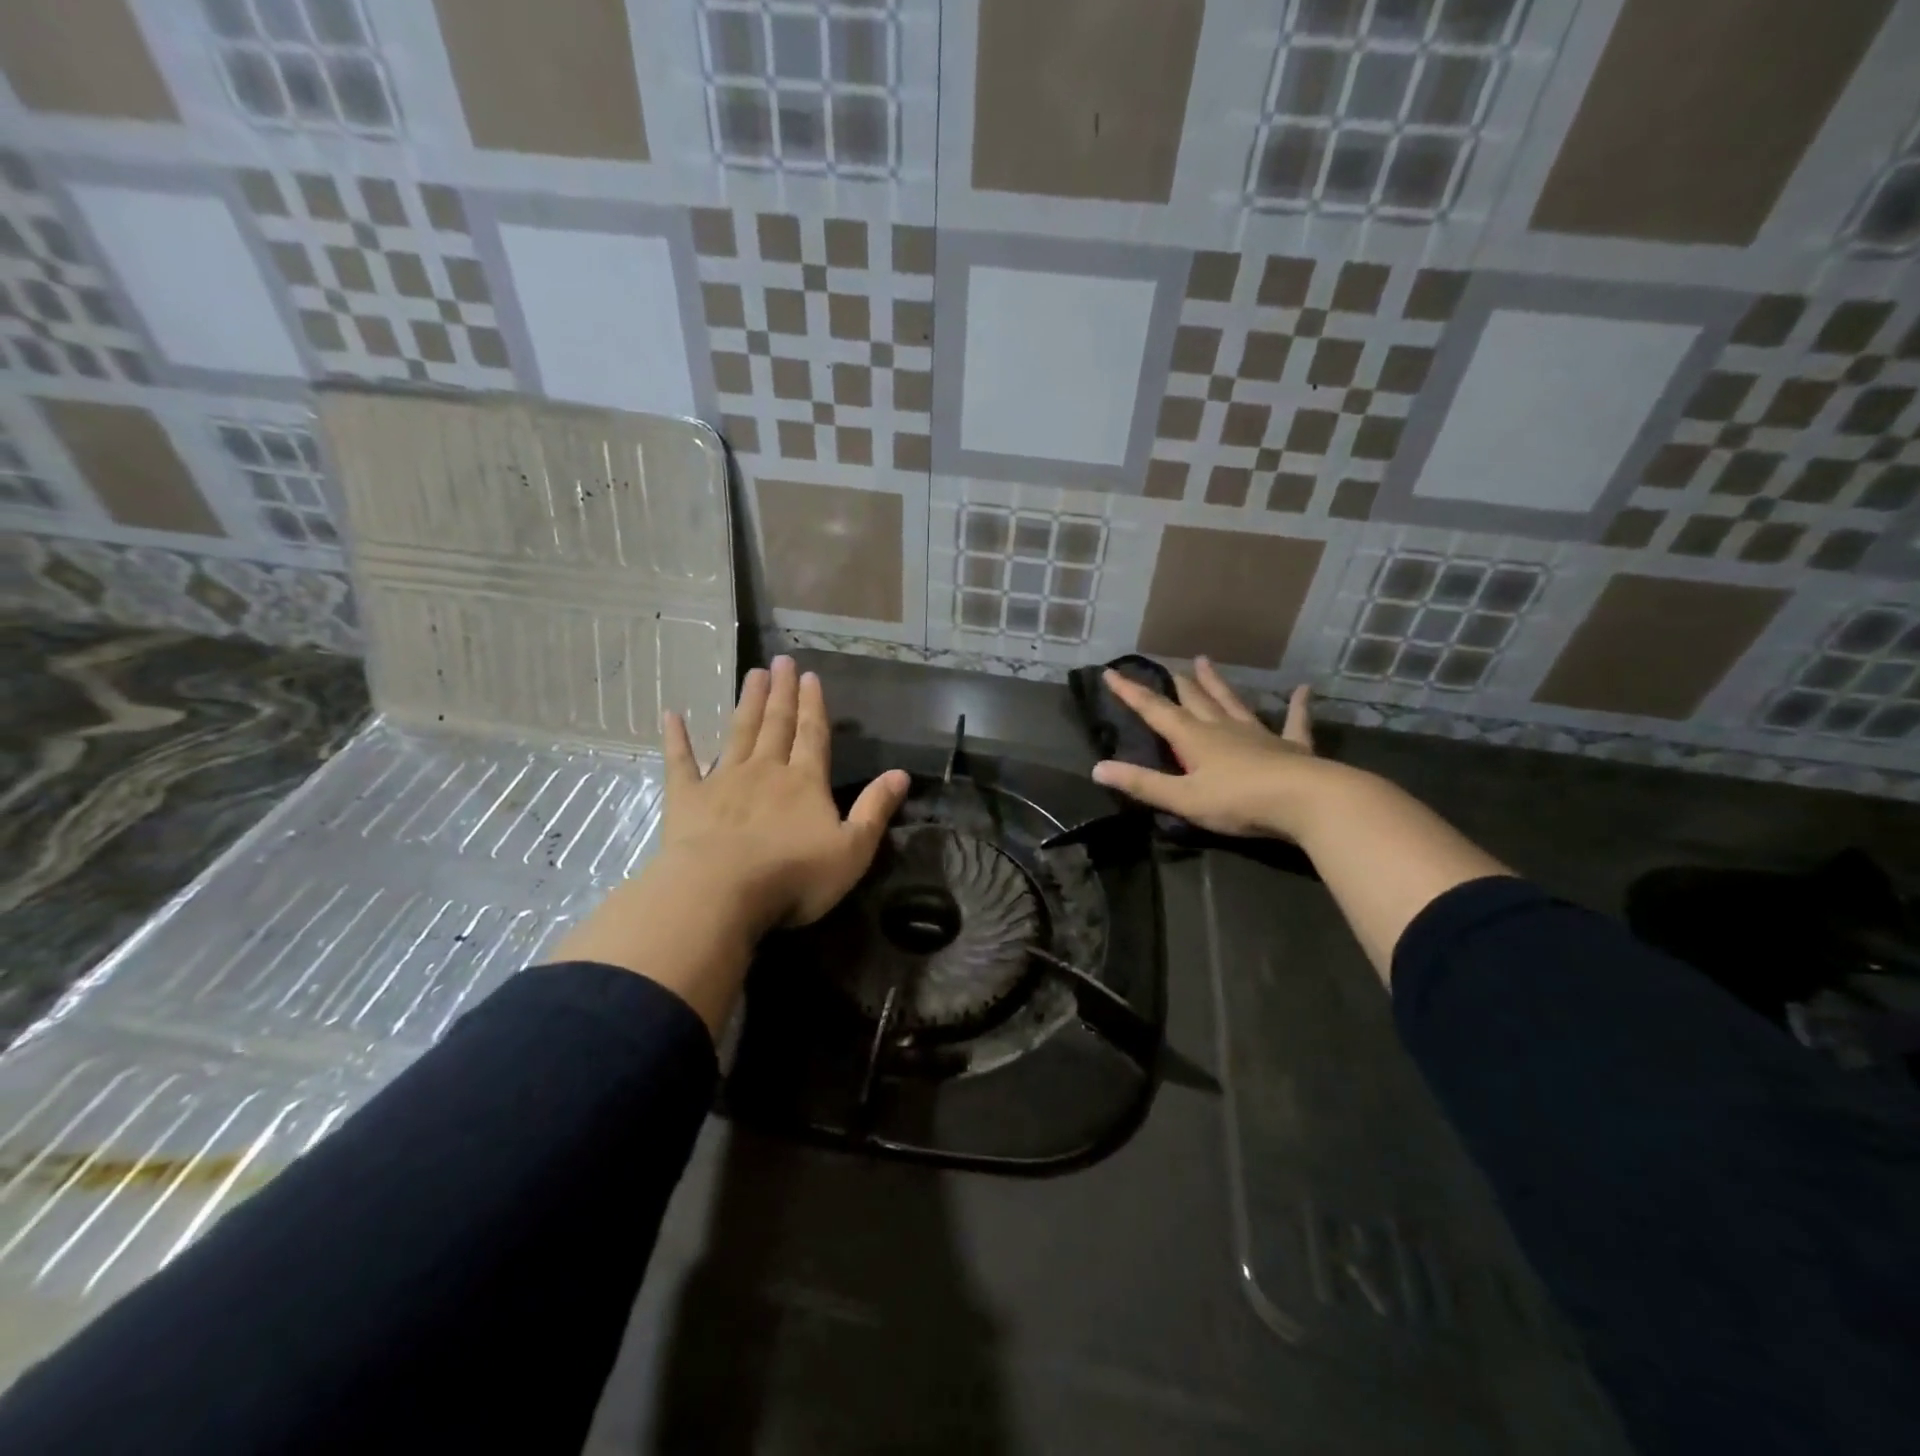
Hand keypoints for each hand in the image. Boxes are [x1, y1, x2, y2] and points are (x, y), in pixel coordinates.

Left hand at [656, 656, 907, 936]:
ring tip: (752, 674)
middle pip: (776, 725)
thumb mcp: (852, 849)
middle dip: (782, 693)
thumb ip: (875, 809)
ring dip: (747, 703)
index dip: (813, 706)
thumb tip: (901, 774)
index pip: (812, 735)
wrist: (721, 892)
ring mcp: (723, 781)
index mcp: (805, 782)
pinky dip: (677, 738)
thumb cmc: (794, 875)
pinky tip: (672, 715)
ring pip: (739, 733)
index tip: (810, 676)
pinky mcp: (687, 798)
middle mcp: (766, 771)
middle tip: (781, 660)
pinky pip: (681, 762)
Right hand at [1090, 656, 1343, 840]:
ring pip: (1232, 703)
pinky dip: (1297, 706)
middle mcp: (1223, 728)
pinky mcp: (1292, 747)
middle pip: (1195, 701)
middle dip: (1177, 685)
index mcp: (1194, 739)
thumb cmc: (1238, 801)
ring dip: (1217, 684)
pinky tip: (1304, 689)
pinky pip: (1294, 722)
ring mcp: (1259, 734)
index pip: (1155, 711)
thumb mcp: (1183, 798)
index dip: (1131, 693)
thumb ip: (1142, 784)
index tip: (1111, 673)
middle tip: (1167, 667)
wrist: (1305, 801)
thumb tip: (1097, 768)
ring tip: (1204, 661)